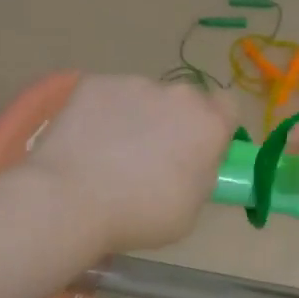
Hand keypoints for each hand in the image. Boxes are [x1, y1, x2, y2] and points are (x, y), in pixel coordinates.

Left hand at [24, 75, 236, 255]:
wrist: (70, 199)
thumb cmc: (140, 214)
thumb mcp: (191, 209)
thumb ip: (201, 175)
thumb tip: (192, 163)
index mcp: (208, 124)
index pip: (228, 106)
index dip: (216, 126)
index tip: (200, 150)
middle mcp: (177, 95)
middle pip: (185, 102)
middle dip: (175, 122)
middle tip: (153, 157)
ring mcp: (134, 84)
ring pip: (145, 97)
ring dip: (138, 117)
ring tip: (111, 152)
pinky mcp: (95, 82)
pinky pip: (109, 96)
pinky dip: (103, 114)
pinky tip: (87, 141)